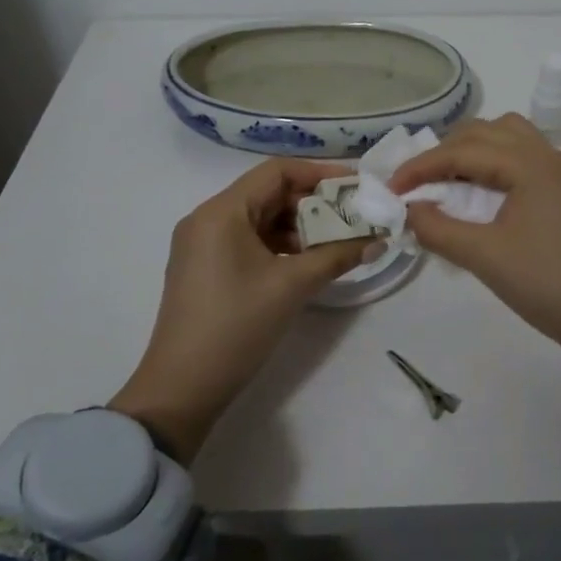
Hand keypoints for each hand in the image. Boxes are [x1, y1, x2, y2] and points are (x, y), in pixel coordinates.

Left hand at [108, 159, 374, 461]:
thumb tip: (379, 240)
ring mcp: (202, 244)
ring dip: (298, 226)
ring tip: (337, 242)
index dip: (319, 174)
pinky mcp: (205, 267)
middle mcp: (207, 218)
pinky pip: (248, 240)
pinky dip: (279, 244)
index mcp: (221, 211)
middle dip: (313, 203)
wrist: (182, 389)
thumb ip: (338, 256)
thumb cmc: (236, 326)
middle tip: (353, 217)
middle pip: (268, 193)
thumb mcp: (292, 286)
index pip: (276, 172)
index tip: (355, 186)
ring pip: (259, 218)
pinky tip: (307, 261)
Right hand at [392, 114, 560, 417]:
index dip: (422, 166)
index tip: (392, 188)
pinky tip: (481, 193)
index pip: (464, 150)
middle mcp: (549, 156)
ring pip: (509, 138)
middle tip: (417, 182)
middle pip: (487, 131)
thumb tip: (408, 210)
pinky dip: (494, 163)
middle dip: (446, 151)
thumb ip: (439, 229)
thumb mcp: (485, 257)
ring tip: (447, 181)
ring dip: (473, 151)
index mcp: (531, 164)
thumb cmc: (548, 285)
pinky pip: (523, 158)